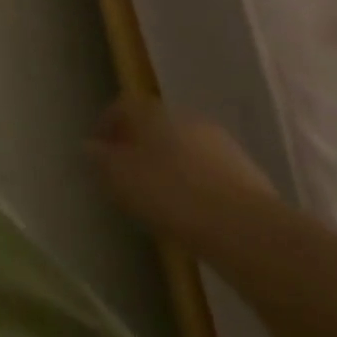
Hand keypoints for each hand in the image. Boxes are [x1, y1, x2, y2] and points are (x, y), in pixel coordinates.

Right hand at [88, 96, 273, 243]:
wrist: (246, 229)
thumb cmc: (171, 194)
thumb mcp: (120, 178)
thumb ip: (100, 160)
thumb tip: (89, 147)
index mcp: (152, 111)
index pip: (121, 107)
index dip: (106, 127)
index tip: (97, 153)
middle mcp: (185, 117)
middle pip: (154, 126)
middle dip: (139, 146)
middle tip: (127, 175)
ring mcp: (220, 143)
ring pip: (184, 148)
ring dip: (170, 165)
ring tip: (160, 198)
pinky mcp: (247, 173)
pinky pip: (208, 172)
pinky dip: (196, 184)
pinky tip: (192, 211)